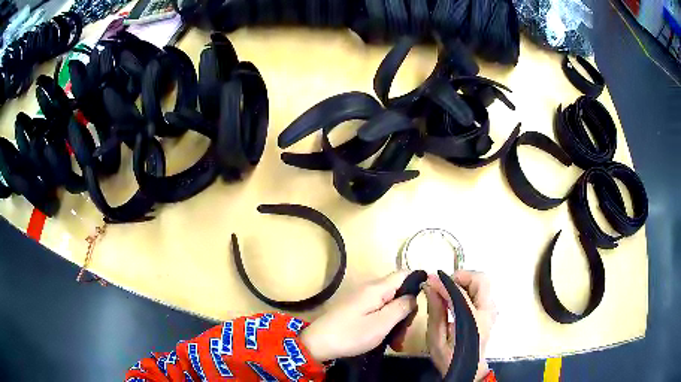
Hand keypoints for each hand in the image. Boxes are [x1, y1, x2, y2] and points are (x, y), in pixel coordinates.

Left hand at [300, 271, 417, 361]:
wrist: (317, 343)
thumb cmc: (351, 334)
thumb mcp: (381, 324)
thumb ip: (401, 307)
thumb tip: (414, 295)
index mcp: (377, 288)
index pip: (404, 274)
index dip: (418, 283)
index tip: (426, 302)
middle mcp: (370, 288)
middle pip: (398, 290)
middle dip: (406, 310)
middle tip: (405, 331)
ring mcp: (362, 298)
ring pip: (389, 303)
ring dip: (396, 320)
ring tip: (396, 341)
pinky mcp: (357, 308)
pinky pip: (378, 310)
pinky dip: (385, 322)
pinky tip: (386, 339)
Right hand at [424, 271, 496, 380]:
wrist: (468, 369)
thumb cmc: (449, 358)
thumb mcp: (436, 338)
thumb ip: (435, 311)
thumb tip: (430, 286)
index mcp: (473, 321)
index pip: (461, 293)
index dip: (444, 283)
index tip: (430, 279)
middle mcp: (488, 311)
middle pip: (481, 279)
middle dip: (460, 277)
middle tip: (443, 284)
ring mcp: (492, 310)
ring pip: (483, 282)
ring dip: (464, 281)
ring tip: (447, 291)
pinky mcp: (490, 310)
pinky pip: (481, 290)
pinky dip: (468, 288)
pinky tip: (455, 298)